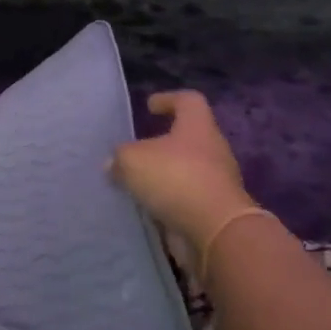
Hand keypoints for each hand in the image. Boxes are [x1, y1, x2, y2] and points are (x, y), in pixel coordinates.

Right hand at [110, 90, 252, 274]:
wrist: (215, 230)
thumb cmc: (175, 178)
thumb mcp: (132, 160)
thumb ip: (120, 157)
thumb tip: (113, 163)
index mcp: (197, 127)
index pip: (188, 101)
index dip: (168, 99)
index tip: (150, 106)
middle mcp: (212, 149)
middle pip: (187, 137)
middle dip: (161, 143)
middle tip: (135, 150)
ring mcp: (216, 181)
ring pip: (185, 169)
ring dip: (162, 174)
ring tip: (134, 182)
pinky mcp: (214, 209)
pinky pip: (185, 197)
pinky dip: (167, 199)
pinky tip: (145, 206)